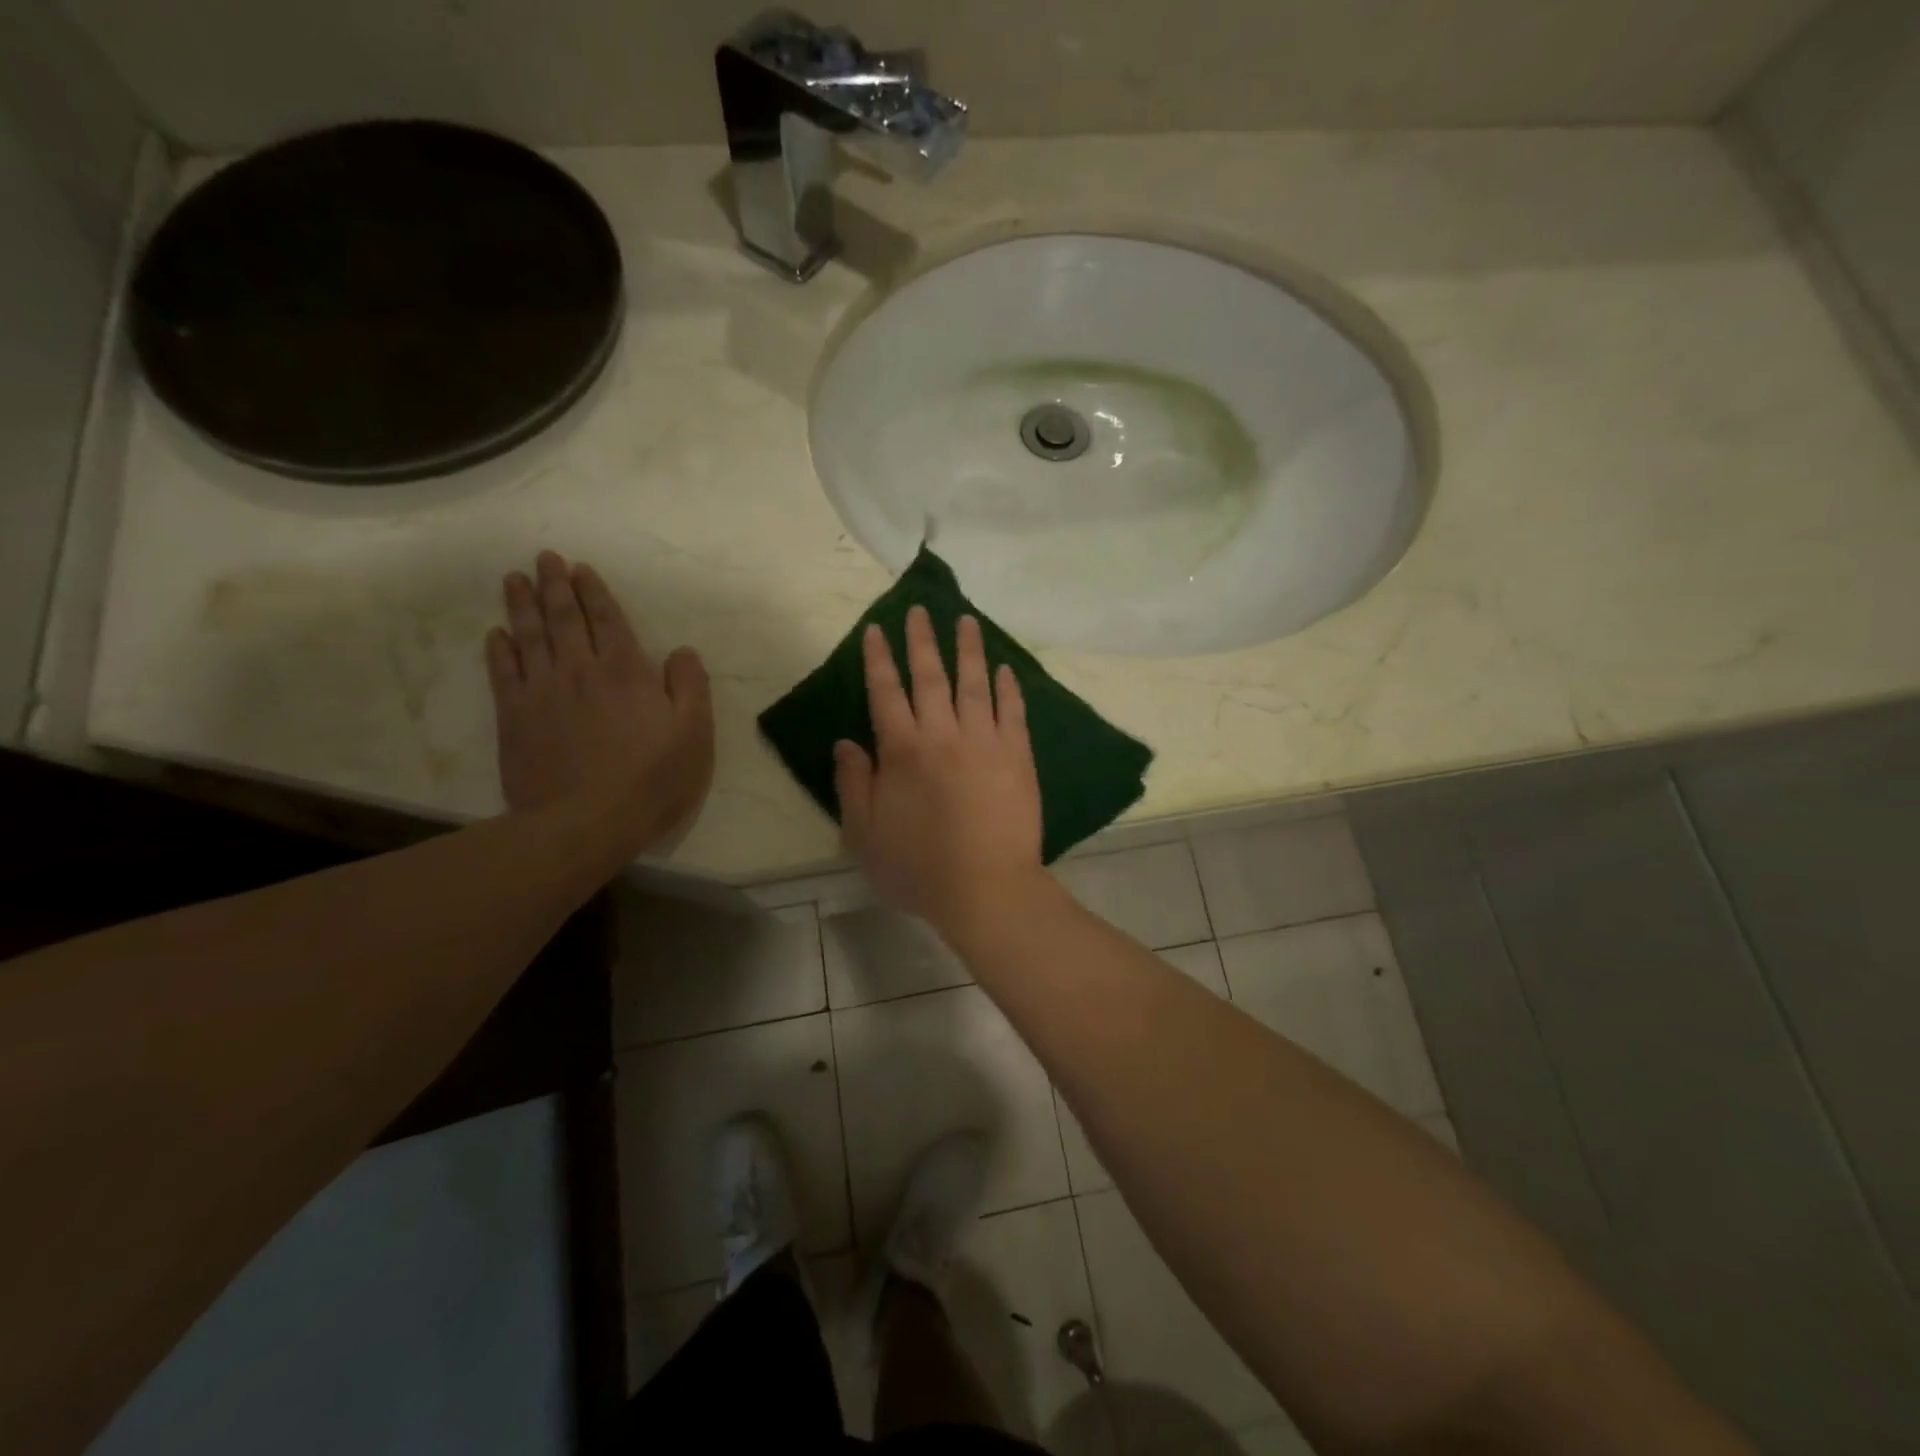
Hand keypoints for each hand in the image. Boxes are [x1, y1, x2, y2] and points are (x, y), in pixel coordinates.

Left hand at [486, 551, 713, 855]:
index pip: (607, 620)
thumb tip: (682, 652)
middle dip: (555, 585)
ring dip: (522, 605)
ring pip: (529, 636)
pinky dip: (499, 650)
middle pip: (563, 618)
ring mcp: (542, 692)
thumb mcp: (694, 734)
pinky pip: (504, 673)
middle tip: (545, 558)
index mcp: (625, 671)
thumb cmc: (651, 780)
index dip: (595, 592)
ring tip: (515, 579)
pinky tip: (497, 634)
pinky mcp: (514, 718)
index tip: (582, 568)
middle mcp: (580, 670)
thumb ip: (691, 686)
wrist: (584, 823)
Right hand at [833, 606, 1044, 938]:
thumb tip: (845, 742)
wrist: (985, 888)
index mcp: (902, 750)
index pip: (886, 692)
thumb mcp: (864, 834)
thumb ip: (853, 783)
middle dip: (922, 640)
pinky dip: (1008, 687)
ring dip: (968, 649)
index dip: (879, 659)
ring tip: (965, 620)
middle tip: (920, 609)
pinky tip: (1005, 669)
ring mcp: (985, 741)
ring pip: (974, 683)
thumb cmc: (918, 868)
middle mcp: (942, 734)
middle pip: (930, 676)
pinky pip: (1012, 711)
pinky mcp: (1018, 755)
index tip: (876, 630)